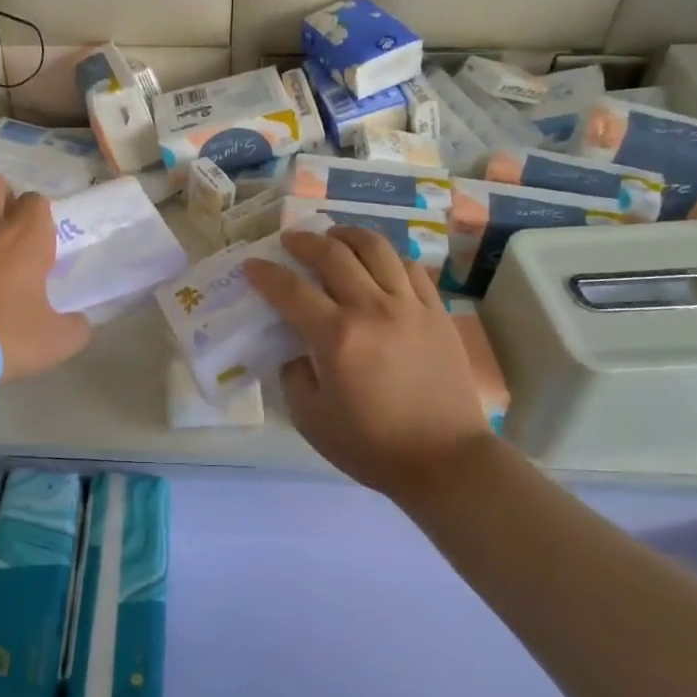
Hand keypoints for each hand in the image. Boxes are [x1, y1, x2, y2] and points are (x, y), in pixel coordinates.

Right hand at [243, 227, 494, 499]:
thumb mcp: (311, 419)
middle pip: (333, 254)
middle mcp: (372, 309)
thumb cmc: (372, 445)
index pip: (290, 290)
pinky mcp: (437, 312)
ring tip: (334, 237)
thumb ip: (293, 375)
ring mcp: (409, 306)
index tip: (251, 266)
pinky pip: (410, 267)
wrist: (445, 461)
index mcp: (337, 337)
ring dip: (348, 235)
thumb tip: (293, 348)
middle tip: (290, 240)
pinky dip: (387, 256)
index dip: (265, 274)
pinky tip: (376, 263)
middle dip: (304, 241)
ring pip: (376, 248)